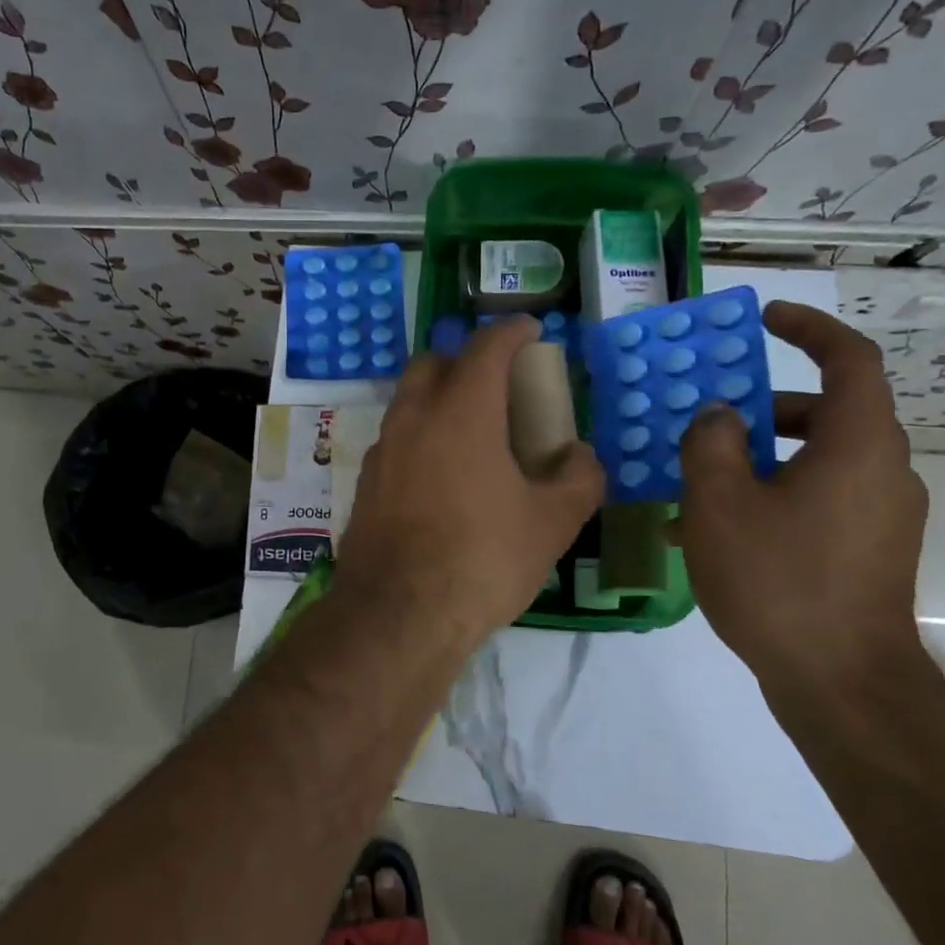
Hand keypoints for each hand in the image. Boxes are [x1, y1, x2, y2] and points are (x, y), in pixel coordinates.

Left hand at [336, 316, 604, 655]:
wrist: (399, 613)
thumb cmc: (482, 559)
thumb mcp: (552, 522)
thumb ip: (579, 478)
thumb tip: (577, 456)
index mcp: (462, 411)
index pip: (486, 347)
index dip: (511, 332)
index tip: (530, 331)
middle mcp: (414, 417)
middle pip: (433, 362)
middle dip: (465, 360)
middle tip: (497, 384)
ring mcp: (383, 449)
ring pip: (408, 400)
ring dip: (438, 398)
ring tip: (471, 430)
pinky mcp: (365, 482)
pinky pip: (396, 439)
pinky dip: (420, 436)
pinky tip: (440, 474)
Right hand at [678, 301, 928, 688]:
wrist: (841, 683)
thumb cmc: (778, 579)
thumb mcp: (720, 503)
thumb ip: (711, 443)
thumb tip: (720, 415)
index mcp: (858, 445)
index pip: (850, 359)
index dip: (809, 328)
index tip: (766, 319)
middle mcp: (883, 470)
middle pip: (827, 414)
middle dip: (763, 410)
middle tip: (710, 422)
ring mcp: (882, 515)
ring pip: (815, 462)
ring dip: (757, 462)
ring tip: (693, 489)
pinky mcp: (870, 551)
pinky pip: (817, 502)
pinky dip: (771, 498)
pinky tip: (713, 535)